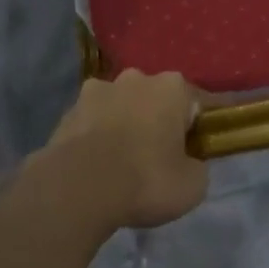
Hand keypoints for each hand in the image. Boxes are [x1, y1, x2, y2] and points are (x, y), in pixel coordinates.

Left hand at [39, 71, 208, 229]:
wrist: (77, 189)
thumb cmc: (146, 180)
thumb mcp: (193, 185)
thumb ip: (197, 166)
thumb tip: (187, 163)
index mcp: (172, 87)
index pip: (198, 103)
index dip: (200, 128)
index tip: (198, 151)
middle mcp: (135, 78)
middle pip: (156, 100)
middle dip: (159, 121)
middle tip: (159, 158)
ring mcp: (97, 91)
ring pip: (121, 107)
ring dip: (124, 125)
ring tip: (122, 163)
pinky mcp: (68, 111)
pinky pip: (92, 123)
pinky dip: (97, 138)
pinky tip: (96, 166)